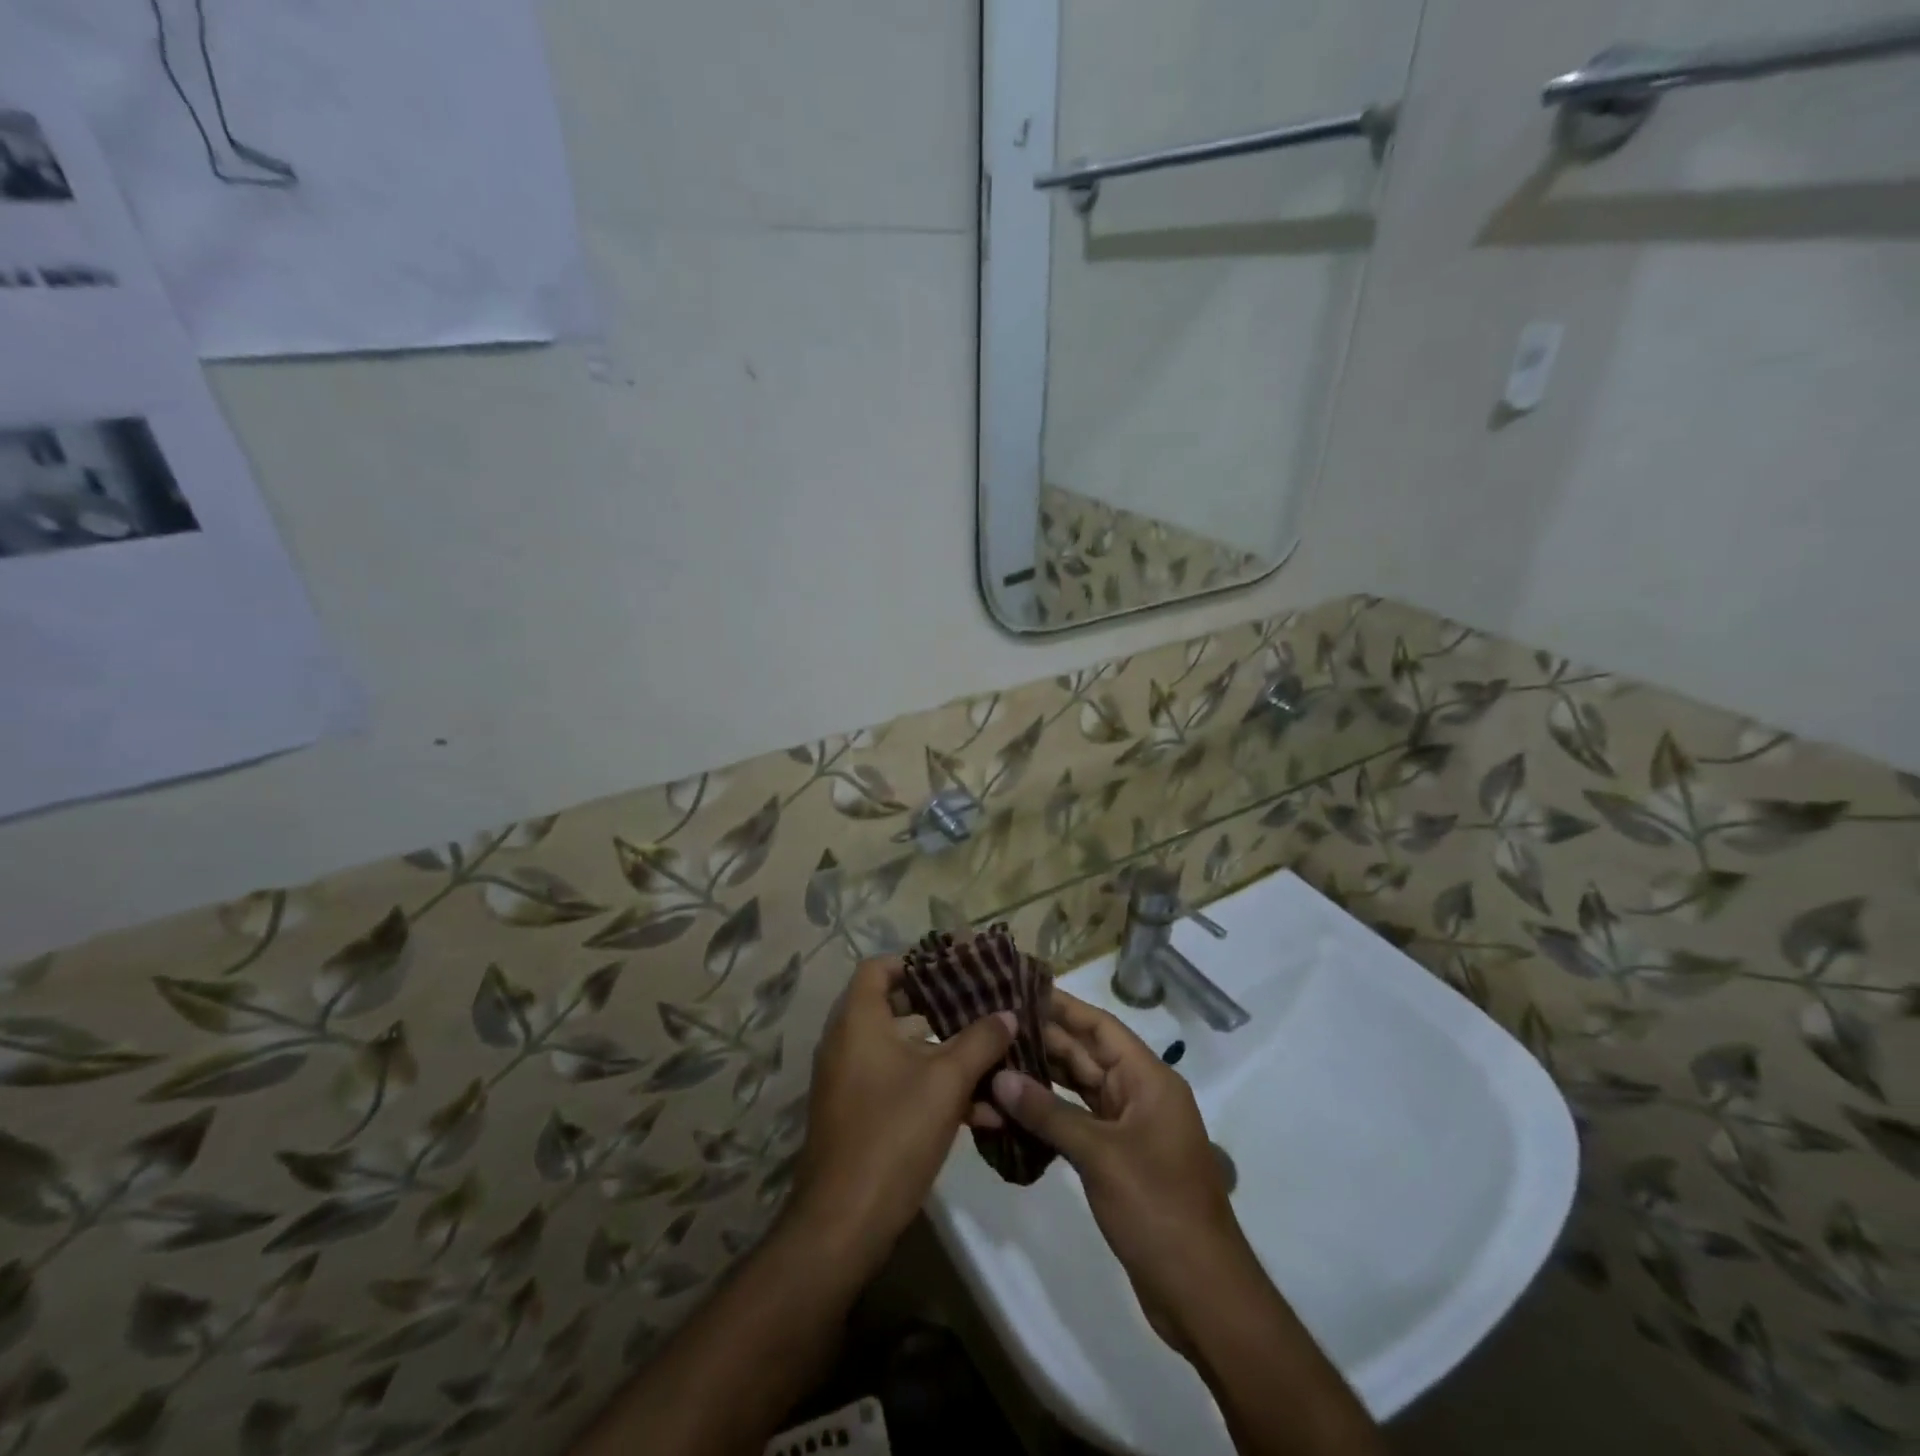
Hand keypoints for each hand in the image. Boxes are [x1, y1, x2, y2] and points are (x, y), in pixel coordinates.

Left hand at [789, 957, 1014, 1273]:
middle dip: (941, 1008)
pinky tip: (983, 1113)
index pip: (878, 968)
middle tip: (980, 1006)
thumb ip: (980, 1041)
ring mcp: (851, 1081)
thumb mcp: (946, 1082)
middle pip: (894, 1007)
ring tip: (993, 1058)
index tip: (953, 969)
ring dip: (946, 1054)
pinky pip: (899, 1085)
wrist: (844, 1223)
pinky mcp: (859, 1115)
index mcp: (858, 1021)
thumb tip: (1007, 1013)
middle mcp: (848, 1043)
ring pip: (903, 1051)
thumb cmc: (893, 1133)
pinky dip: (933, 1089)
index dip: (914, 963)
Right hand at [989, 989, 1253, 1353]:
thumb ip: (1048, 1113)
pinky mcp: (1118, 1159)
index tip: (1022, 988)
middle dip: (1044, 1040)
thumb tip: (1000, 1077)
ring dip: (1043, 1077)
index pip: (1101, 1027)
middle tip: (995, 1023)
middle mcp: (1140, 1095)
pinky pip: (1079, 1122)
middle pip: (1087, 1055)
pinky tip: (1015, 1108)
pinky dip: (1050, 1114)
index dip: (1063, 1006)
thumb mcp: (1100, 1155)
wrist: (1200, 1293)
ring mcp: (1129, 1128)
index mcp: (1149, 1080)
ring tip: (996, 1057)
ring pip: (1080, 1089)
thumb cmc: (1157, 1207)